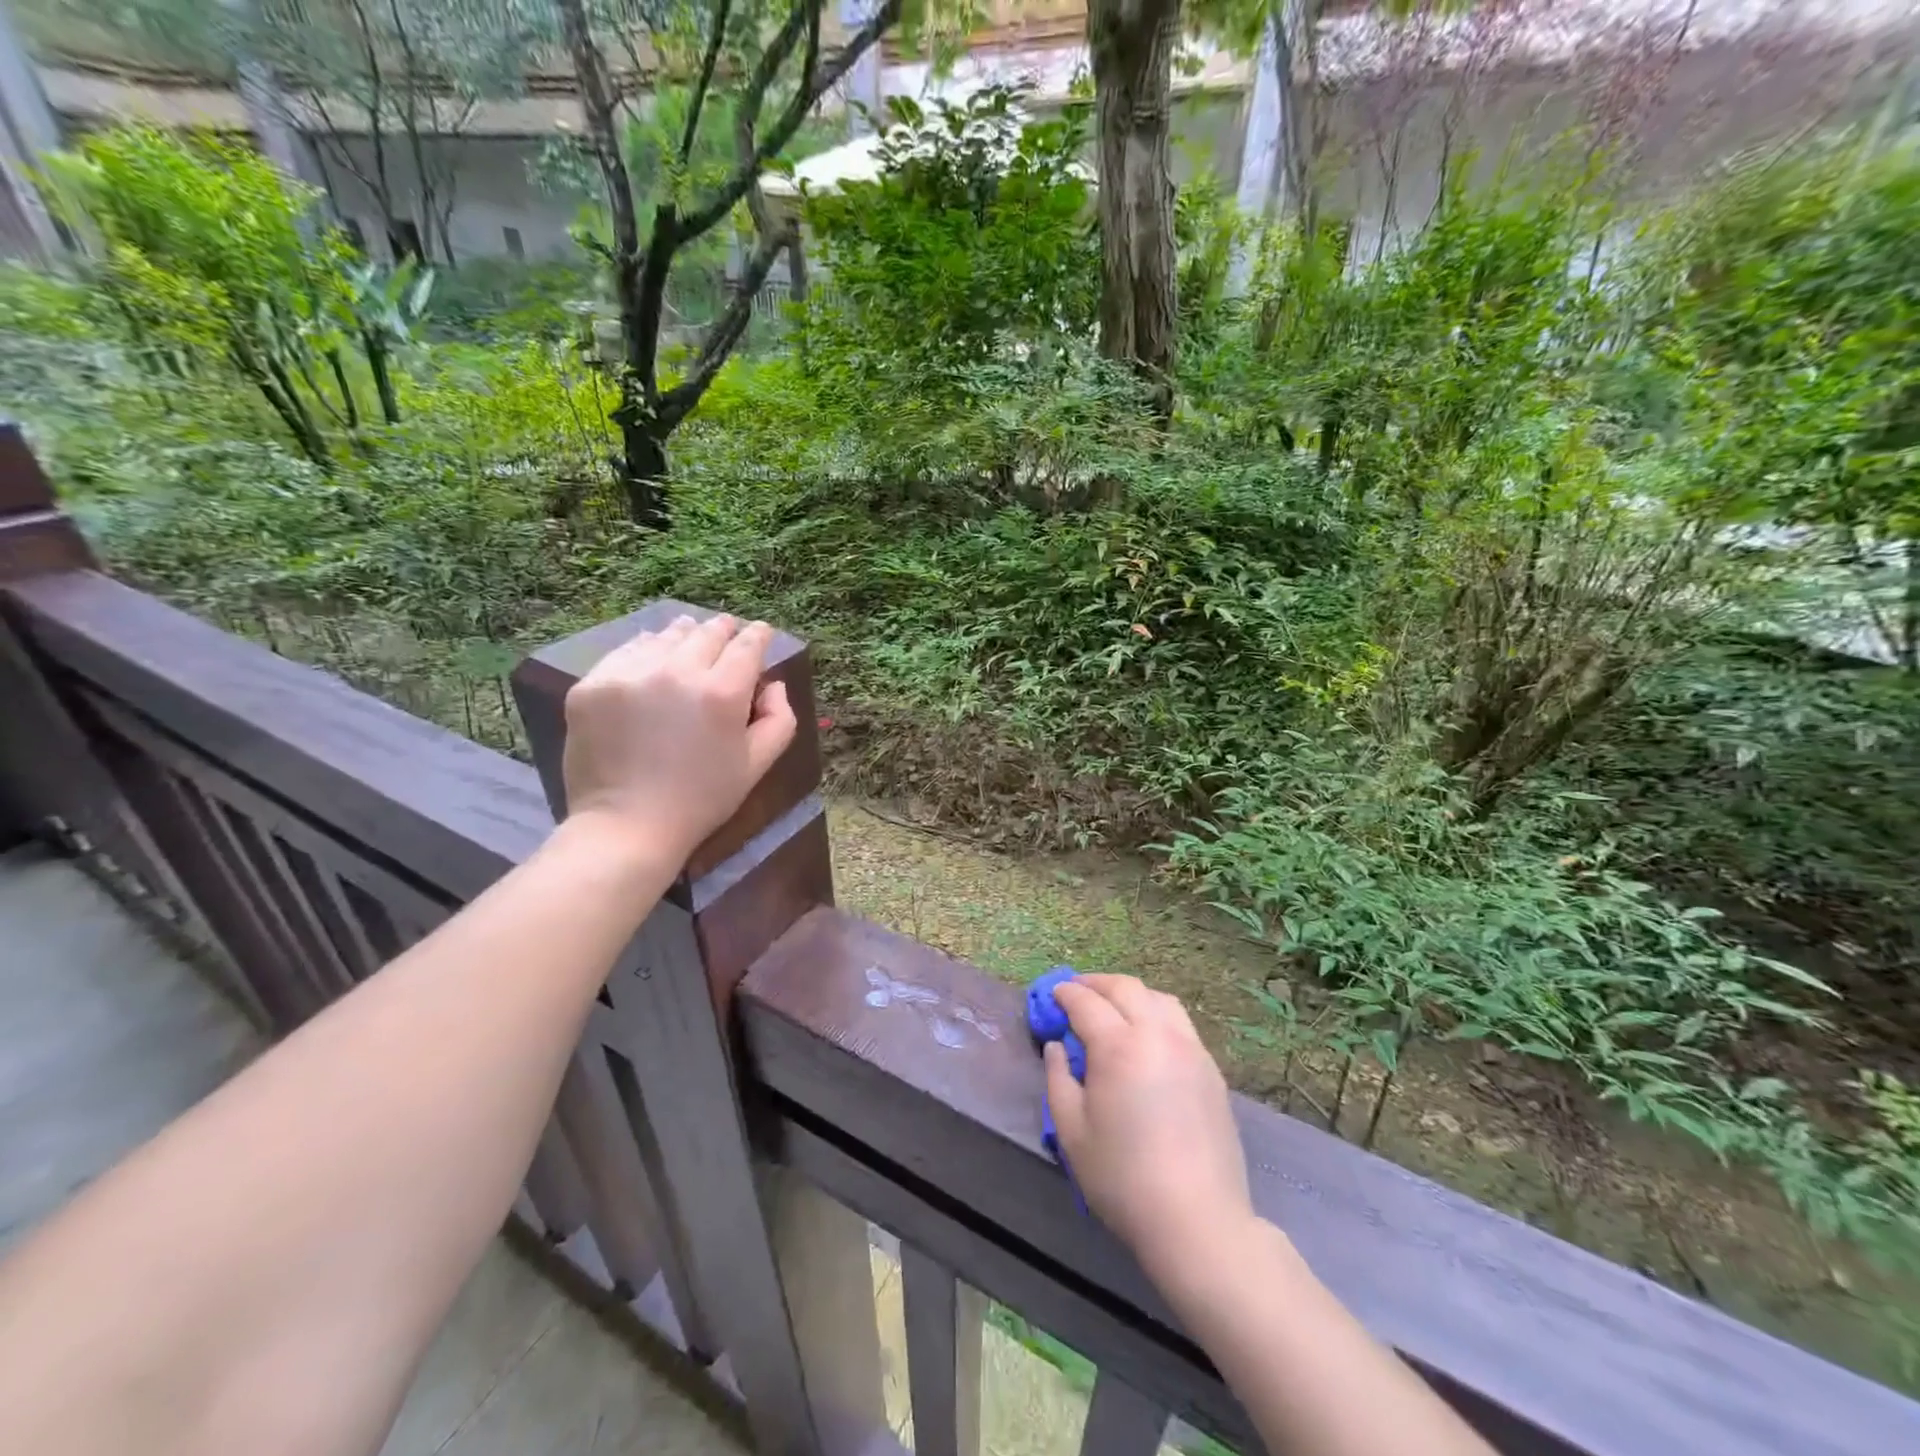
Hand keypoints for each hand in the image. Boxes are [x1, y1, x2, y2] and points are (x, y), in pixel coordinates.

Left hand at [561, 614, 796, 866]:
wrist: (627, 827)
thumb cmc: (701, 799)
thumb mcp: (757, 765)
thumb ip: (779, 719)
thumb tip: (772, 685)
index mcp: (722, 692)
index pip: (747, 645)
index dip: (758, 635)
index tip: (760, 631)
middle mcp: (677, 672)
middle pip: (707, 632)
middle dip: (723, 630)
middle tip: (727, 631)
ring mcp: (630, 674)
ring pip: (666, 636)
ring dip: (683, 635)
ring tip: (688, 638)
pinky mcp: (593, 684)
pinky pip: (626, 651)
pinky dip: (645, 650)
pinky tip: (651, 658)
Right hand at [1047, 975, 1255, 1284]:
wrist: (1197, 1220)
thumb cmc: (1123, 1178)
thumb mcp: (1072, 1132)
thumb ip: (1058, 1079)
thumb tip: (1057, 1047)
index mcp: (1119, 1046)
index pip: (1086, 1002)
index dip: (1065, 994)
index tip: (1052, 996)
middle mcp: (1157, 1035)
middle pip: (1125, 988)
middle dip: (1096, 984)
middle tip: (1077, 992)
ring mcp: (1190, 1049)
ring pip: (1159, 999)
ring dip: (1130, 994)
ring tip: (1113, 1008)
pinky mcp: (1211, 1069)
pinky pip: (1180, 1023)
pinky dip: (1156, 1014)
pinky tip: (1146, 1037)